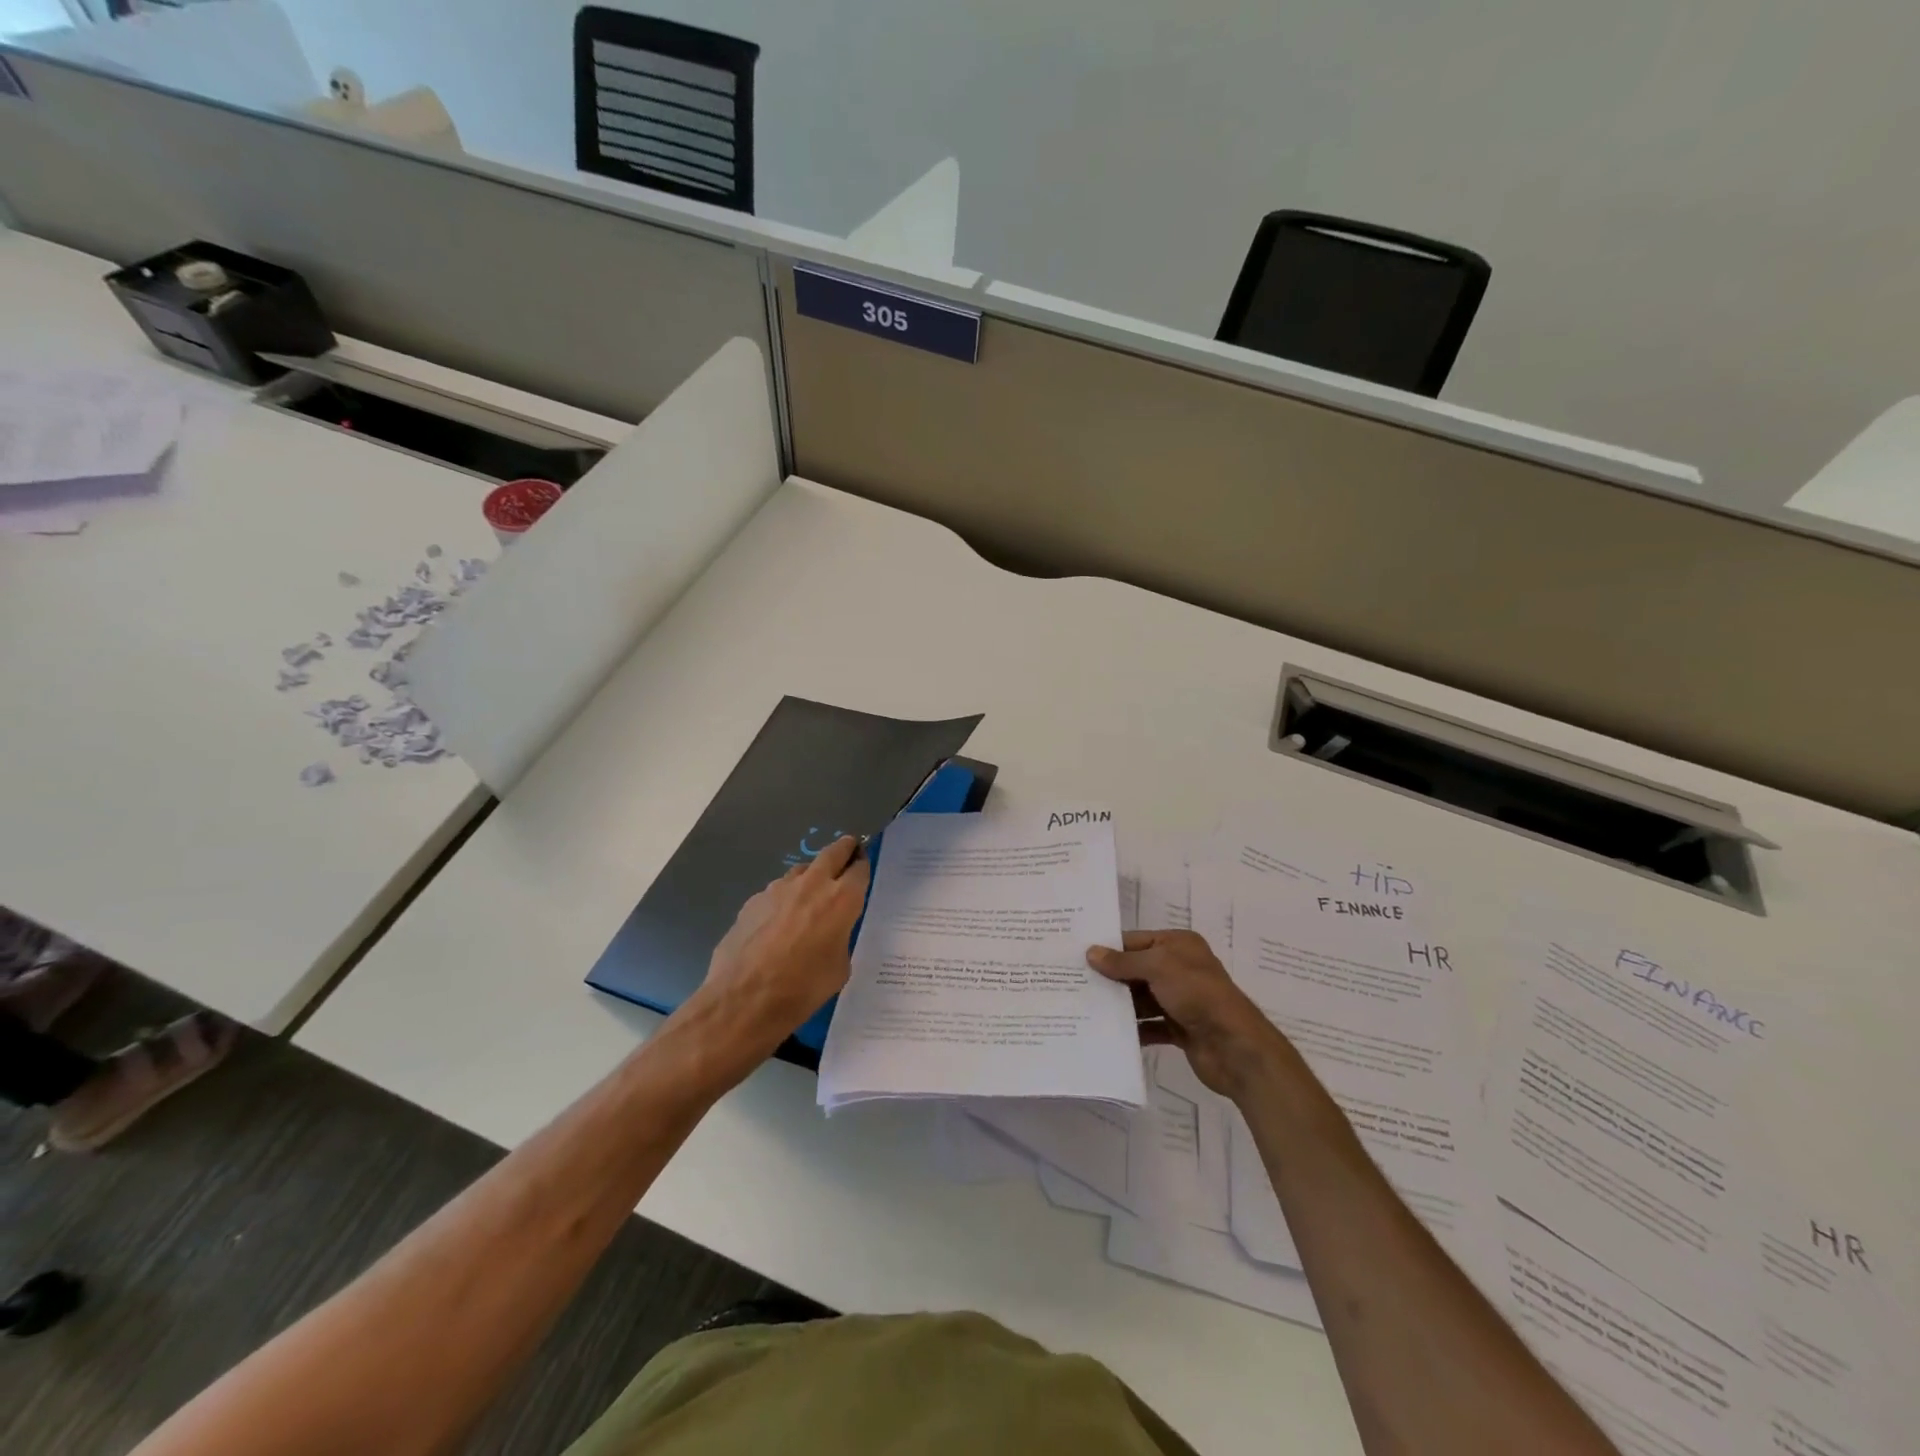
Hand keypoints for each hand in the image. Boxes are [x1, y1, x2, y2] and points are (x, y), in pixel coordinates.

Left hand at [681, 835, 871, 1063]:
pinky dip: (784, 899)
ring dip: (811, 876)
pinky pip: (776, 892)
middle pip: (833, 852)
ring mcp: (778, 889)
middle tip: (849, 851)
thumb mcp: (839, 968)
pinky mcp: (753, 900)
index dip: (863, 865)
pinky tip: (778, 923)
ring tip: (810, 895)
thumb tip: (831, 933)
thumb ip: (840, 939)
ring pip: (802, 870)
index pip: (859, 868)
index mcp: (842, 900)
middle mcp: (812, 884)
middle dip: (844, 849)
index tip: (863, 866)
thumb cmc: (802, 989)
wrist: (744, 999)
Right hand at [1088, 930, 1292, 1100]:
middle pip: (1136, 970)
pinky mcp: (1180, 1029)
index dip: (1109, 948)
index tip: (1077, 956)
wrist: (1235, 1047)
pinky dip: (1133, 1029)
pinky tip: (1107, 1033)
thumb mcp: (1158, 967)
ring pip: (1141, 999)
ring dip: (1119, 1005)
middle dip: (1110, 978)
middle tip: (1074, 983)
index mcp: (1179, 945)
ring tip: (1084, 1008)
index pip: (1136, 941)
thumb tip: (1091, 952)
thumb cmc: (1197, 994)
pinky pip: (1150, 1026)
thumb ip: (1124, 962)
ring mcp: (1180, 1000)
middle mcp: (1180, 969)